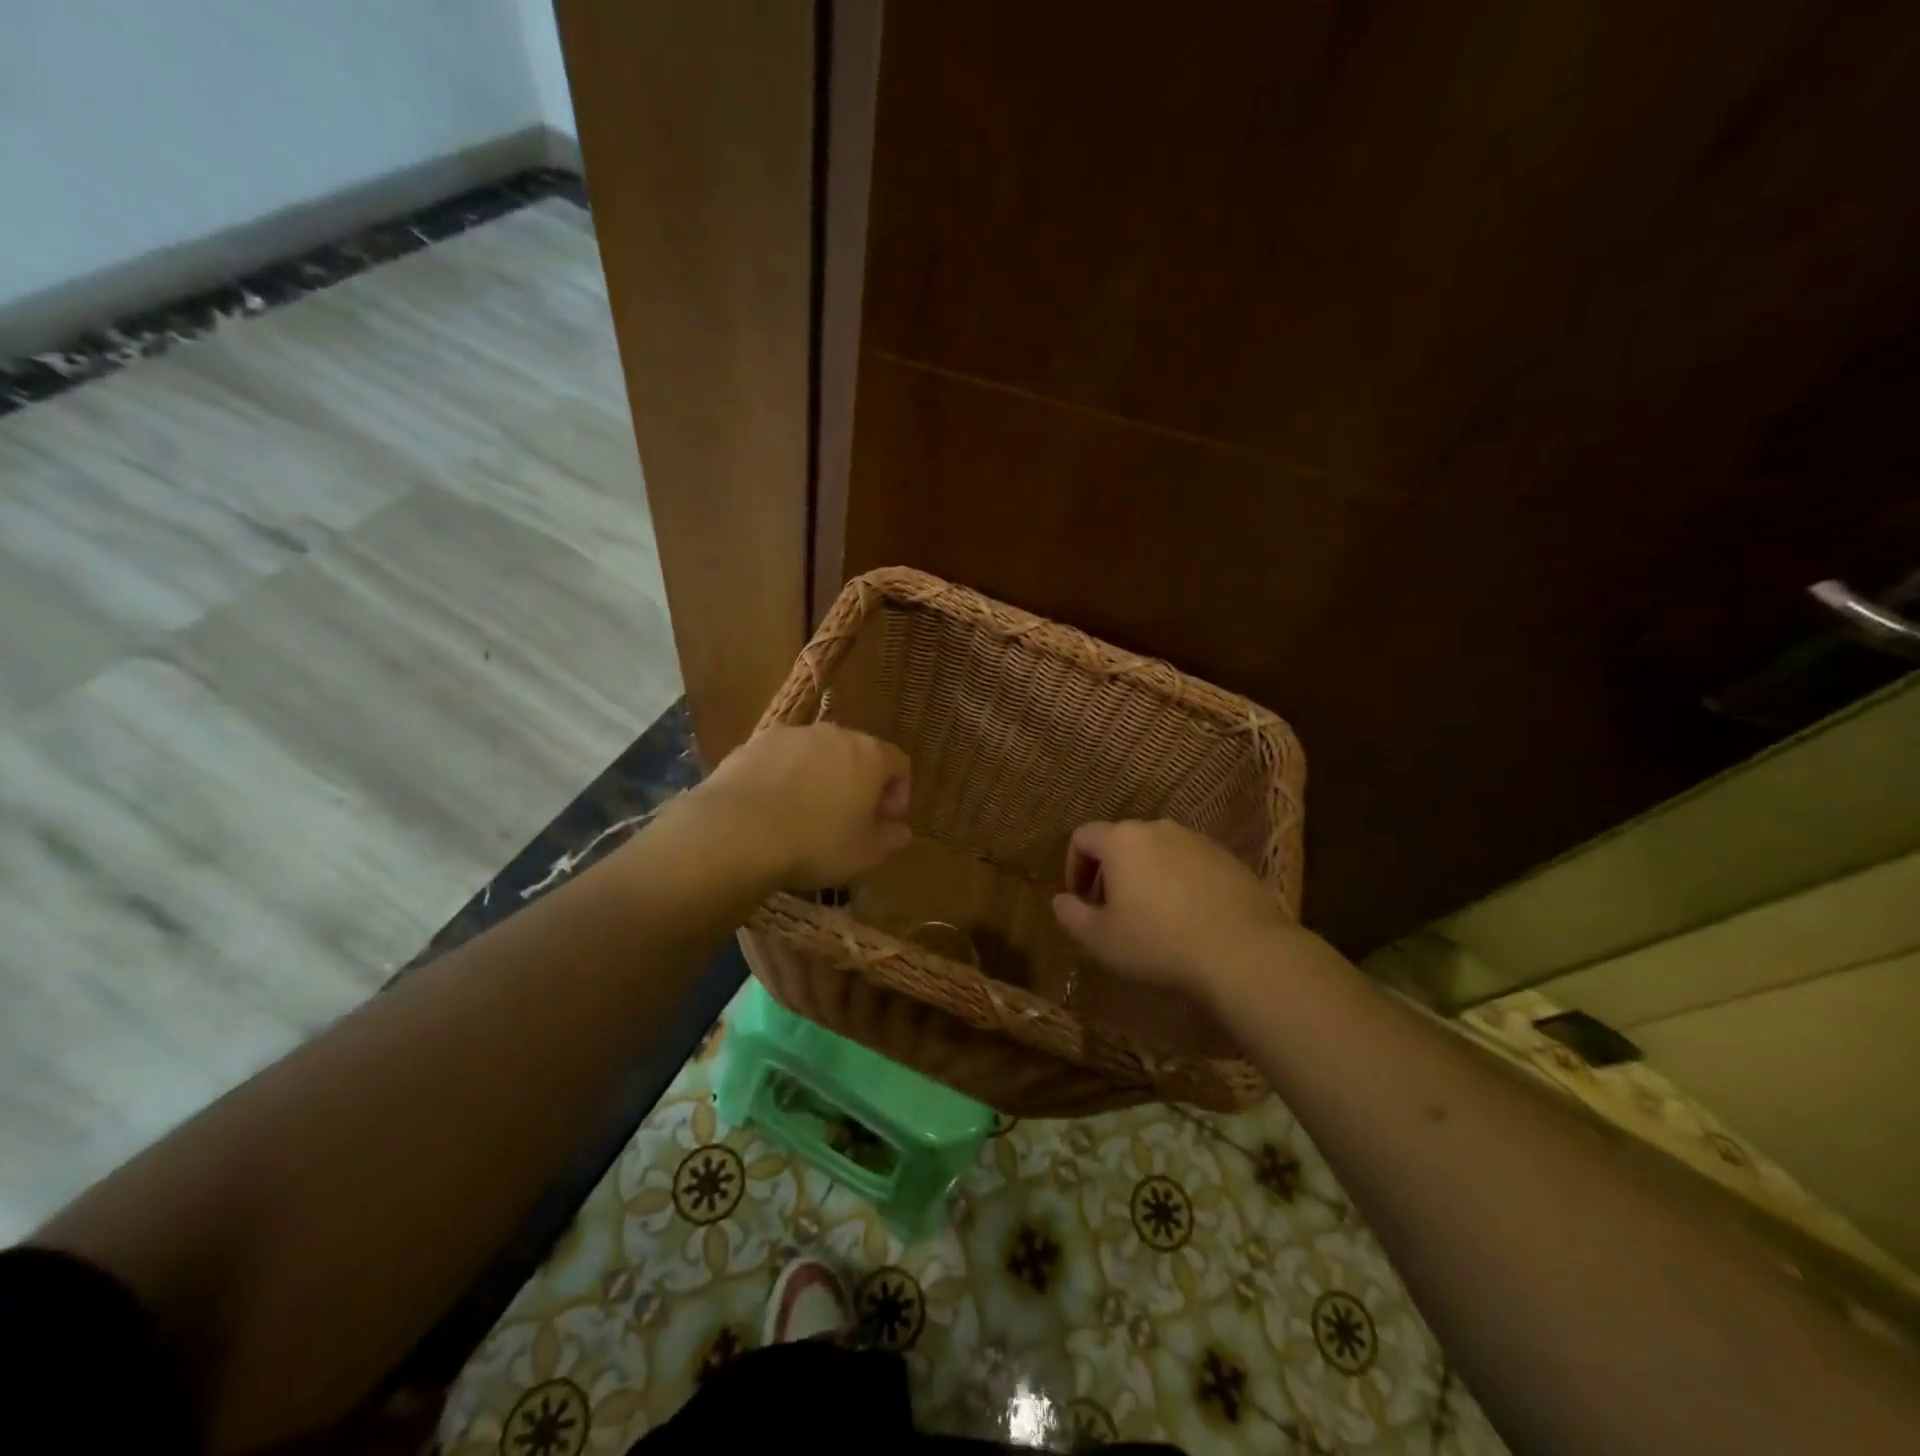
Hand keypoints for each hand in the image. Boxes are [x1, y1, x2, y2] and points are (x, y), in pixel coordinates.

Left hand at [693, 725, 912, 890]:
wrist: (736, 832)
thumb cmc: (815, 844)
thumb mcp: (864, 855)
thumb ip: (890, 839)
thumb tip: (901, 831)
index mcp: (870, 755)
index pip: (899, 763)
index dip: (899, 793)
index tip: (886, 822)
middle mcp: (834, 734)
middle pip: (858, 753)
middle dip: (860, 783)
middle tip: (850, 818)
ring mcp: (792, 735)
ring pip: (818, 753)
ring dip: (822, 778)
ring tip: (808, 814)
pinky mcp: (754, 743)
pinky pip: (783, 759)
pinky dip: (786, 777)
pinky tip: (774, 809)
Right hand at [1050, 820, 1297, 999]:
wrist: (1243, 951)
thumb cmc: (1158, 942)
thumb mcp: (1099, 939)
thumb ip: (1070, 915)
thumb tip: (1061, 900)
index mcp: (1122, 840)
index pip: (1083, 837)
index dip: (1073, 867)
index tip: (1081, 901)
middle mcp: (1158, 829)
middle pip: (1121, 842)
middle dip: (1110, 874)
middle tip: (1113, 913)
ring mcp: (1197, 841)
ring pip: (1158, 853)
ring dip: (1146, 878)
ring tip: (1153, 918)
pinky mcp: (1228, 859)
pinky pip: (1190, 865)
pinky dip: (1179, 884)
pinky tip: (1188, 920)